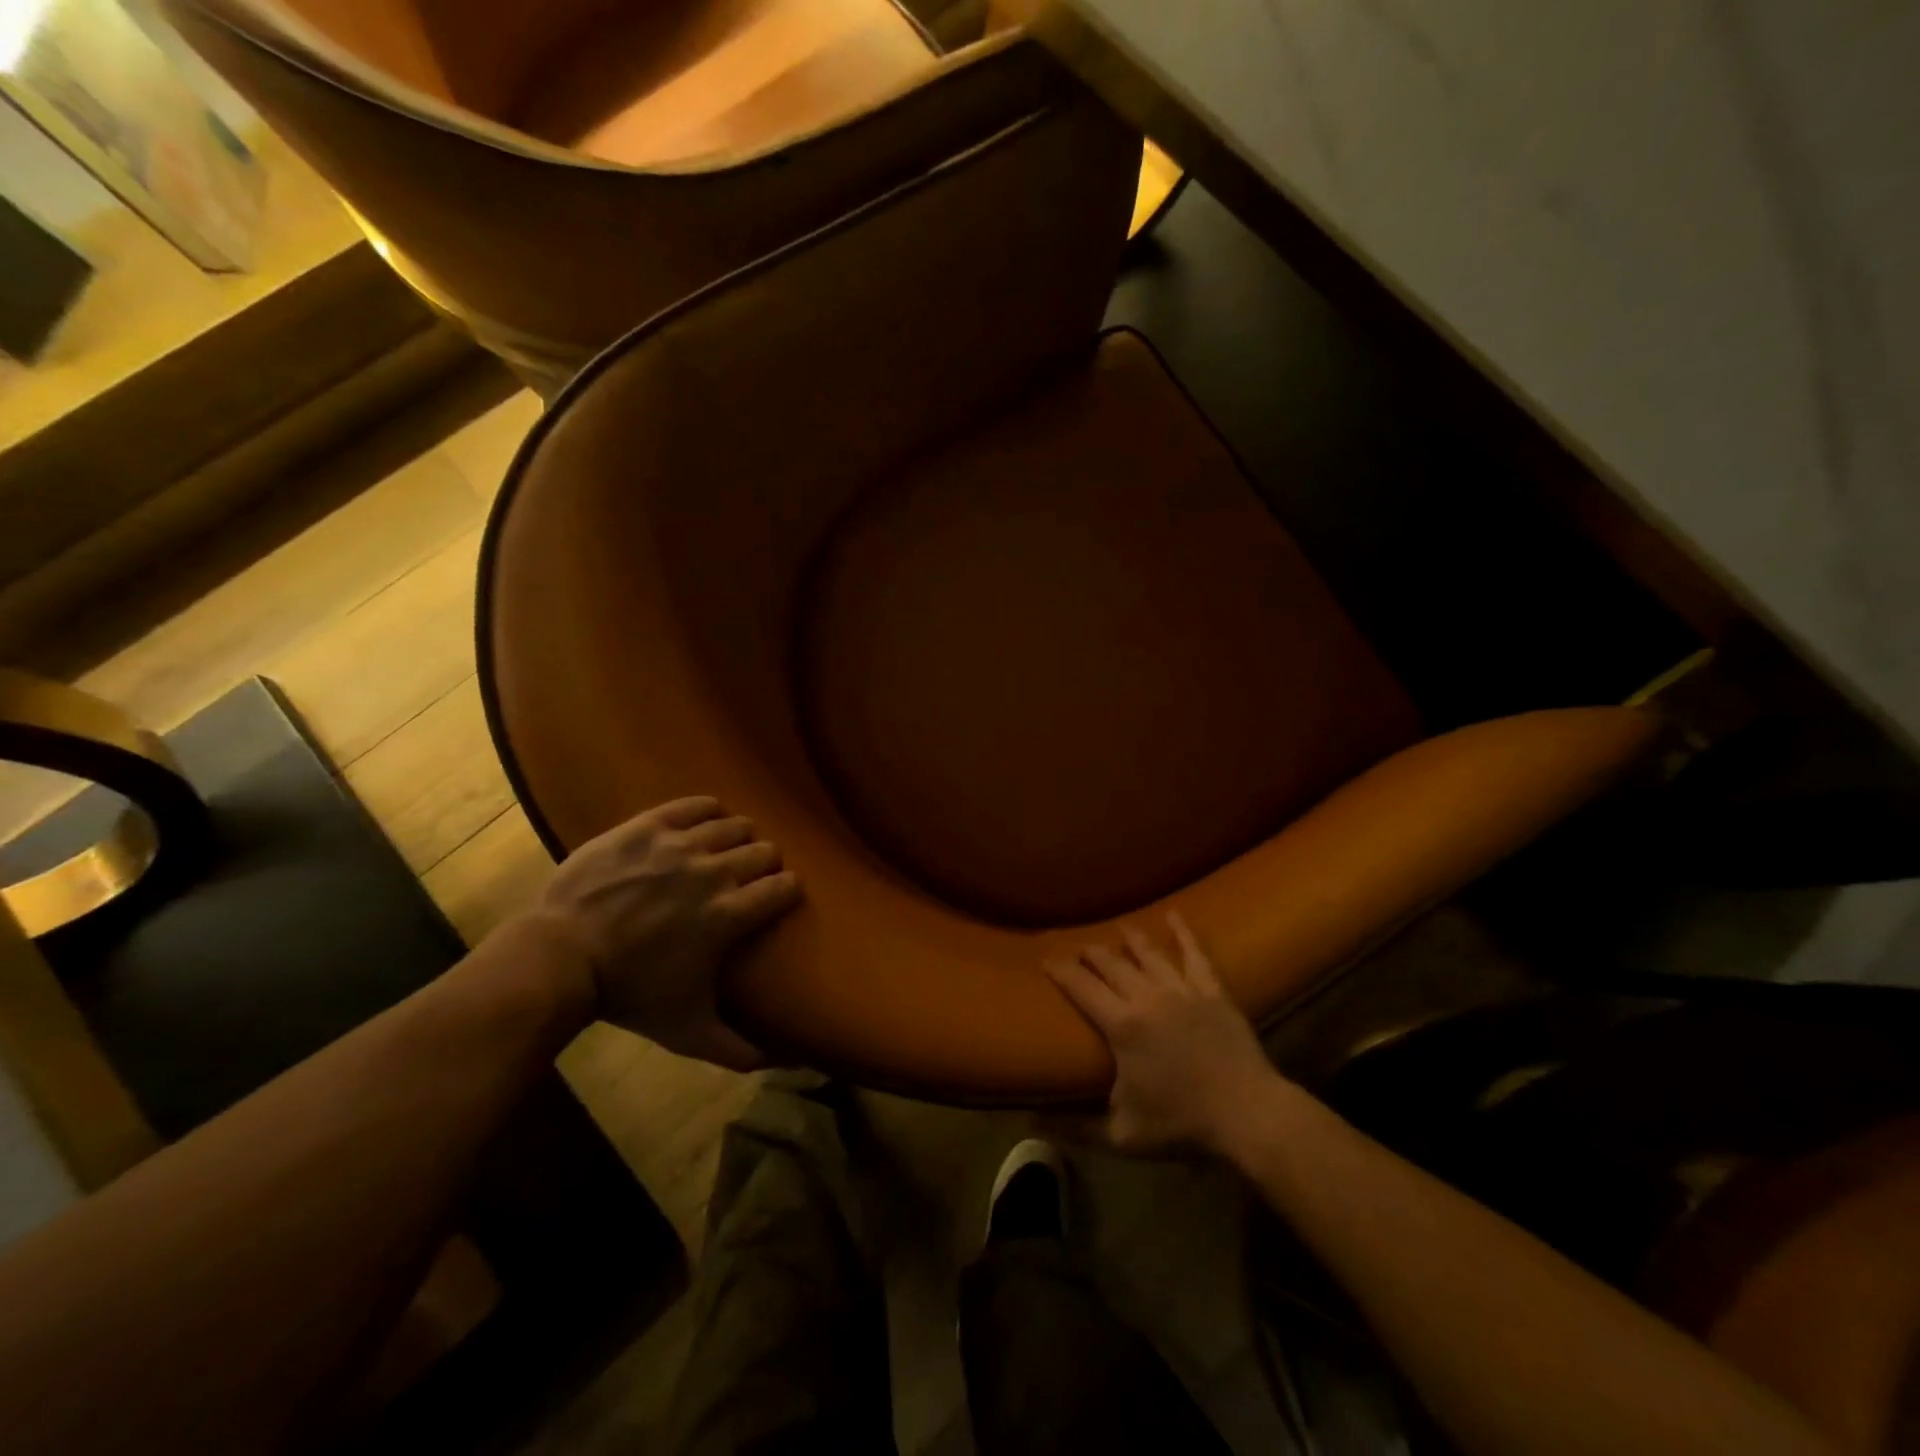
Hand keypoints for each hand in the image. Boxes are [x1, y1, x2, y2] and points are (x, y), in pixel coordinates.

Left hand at [530, 796, 800, 1070]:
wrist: (560, 958)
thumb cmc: (630, 994)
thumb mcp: (687, 1030)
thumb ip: (739, 1049)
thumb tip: (791, 1064)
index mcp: (729, 915)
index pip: (785, 887)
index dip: (787, 891)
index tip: (778, 898)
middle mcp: (714, 872)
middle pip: (765, 851)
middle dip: (765, 864)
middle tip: (748, 879)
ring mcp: (680, 845)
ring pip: (735, 825)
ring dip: (739, 838)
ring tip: (725, 852)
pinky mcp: (649, 826)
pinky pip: (696, 805)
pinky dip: (707, 811)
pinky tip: (705, 823)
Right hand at [1044, 914, 1279, 1155]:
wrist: (1248, 1115)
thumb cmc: (1182, 1124)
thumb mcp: (1120, 1135)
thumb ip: (1074, 1126)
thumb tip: (1029, 1120)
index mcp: (1122, 1025)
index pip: (1081, 987)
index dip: (1061, 970)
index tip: (1046, 959)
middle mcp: (1147, 997)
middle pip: (1112, 964)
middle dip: (1091, 953)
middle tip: (1078, 948)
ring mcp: (1182, 990)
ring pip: (1149, 954)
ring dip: (1130, 939)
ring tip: (1118, 927)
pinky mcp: (1212, 991)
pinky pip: (1195, 955)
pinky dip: (1184, 933)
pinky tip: (1175, 915)